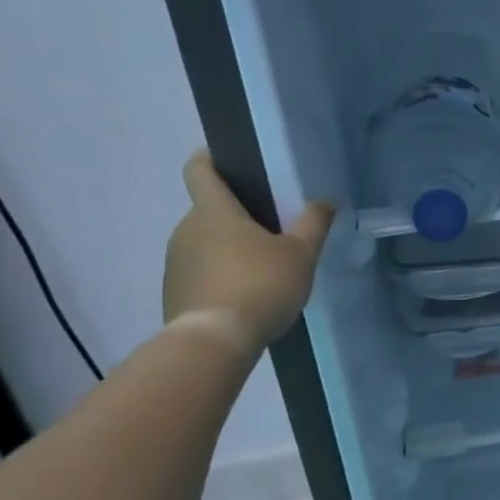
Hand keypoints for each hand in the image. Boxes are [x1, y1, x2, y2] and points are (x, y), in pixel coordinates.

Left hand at [162, 152, 333, 355]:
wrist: (215, 340)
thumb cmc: (261, 284)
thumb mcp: (301, 254)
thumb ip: (313, 223)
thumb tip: (324, 200)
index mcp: (214, 211)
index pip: (200, 170)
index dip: (210, 159)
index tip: (227, 160)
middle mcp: (186, 229)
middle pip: (209, 211)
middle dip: (237, 216)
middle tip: (273, 231)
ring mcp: (175, 262)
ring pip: (205, 243)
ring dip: (229, 249)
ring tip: (264, 270)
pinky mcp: (174, 292)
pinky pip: (200, 272)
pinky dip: (220, 276)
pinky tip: (247, 296)